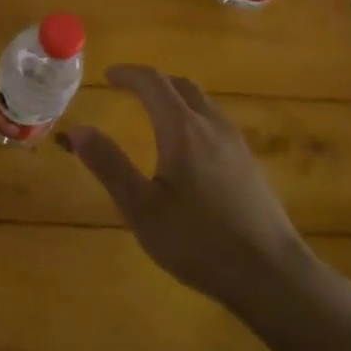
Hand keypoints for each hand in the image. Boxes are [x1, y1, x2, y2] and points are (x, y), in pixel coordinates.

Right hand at [61, 64, 313, 313]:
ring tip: (155, 116)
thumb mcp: (142, 209)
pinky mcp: (251, 165)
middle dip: (153, 82)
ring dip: (176, 98)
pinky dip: (194, 118)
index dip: (128, 74)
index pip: (153, 82)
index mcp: (182, 129)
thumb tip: (76, 130)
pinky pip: (216, 123)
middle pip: (181, 86)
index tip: (108, 76)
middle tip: (129, 92)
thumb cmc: (200, 242)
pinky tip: (189, 150)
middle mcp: (211, 126)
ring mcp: (237, 144)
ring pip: (203, 103)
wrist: (274, 276)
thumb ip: (109, 165)